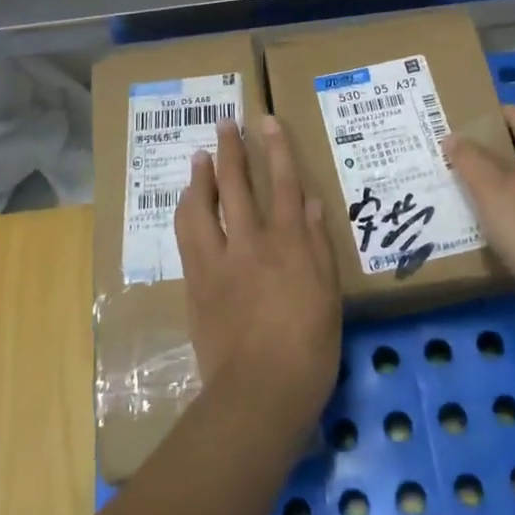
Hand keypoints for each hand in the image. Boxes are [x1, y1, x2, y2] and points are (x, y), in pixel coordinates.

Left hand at [176, 115, 341, 452]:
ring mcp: (219, 261)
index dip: (276, 150)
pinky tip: (186, 203)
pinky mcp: (196, 282)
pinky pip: (187, 236)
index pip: (284, 184)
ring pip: (203, 206)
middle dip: (232, 150)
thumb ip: (317, 245)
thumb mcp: (328, 295)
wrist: (258, 392)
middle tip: (225, 124)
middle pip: (238, 185)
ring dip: (201, 177)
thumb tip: (311, 203)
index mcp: (289, 244)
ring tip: (199, 157)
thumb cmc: (308, 348)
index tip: (266, 122)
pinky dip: (187, 212)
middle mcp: (250, 242)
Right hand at [444, 105, 514, 316]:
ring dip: (494, 180)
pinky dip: (506, 207)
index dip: (489, 113)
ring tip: (461, 187)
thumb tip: (454, 137)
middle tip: (452, 155)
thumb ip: (468, 158)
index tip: (459, 122)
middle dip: (487, 149)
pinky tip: (483, 221)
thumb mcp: (489, 188)